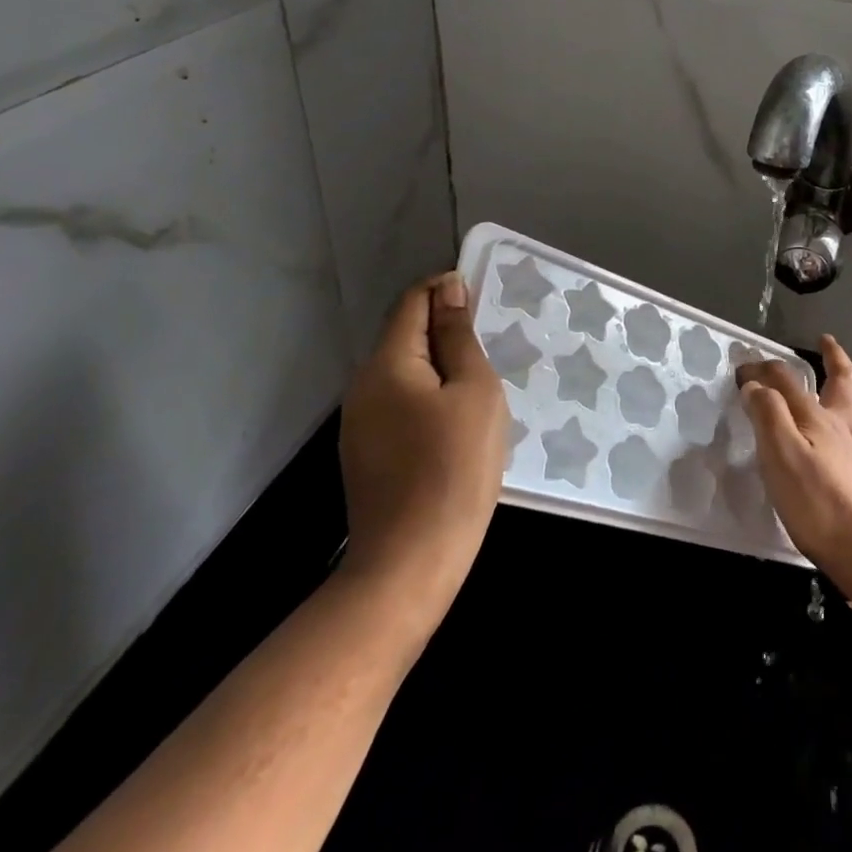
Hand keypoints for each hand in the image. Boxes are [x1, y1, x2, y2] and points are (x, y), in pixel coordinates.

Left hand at [338, 272, 507, 600]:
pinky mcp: (365, 453)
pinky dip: (428, 398)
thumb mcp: (474, 392)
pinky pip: (399, 405)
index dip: (446, 290)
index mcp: (387, 363)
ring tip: (481, 388)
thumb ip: (459, 337)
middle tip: (492, 350)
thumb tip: (449, 290)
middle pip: (405, 337)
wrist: (410, 562)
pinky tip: (456, 425)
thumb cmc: (454, 467)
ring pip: (404, 374)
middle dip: (446, 332)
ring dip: (440, 369)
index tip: (483, 301)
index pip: (413, 302)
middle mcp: (363, 386)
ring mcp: (359, 423)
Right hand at [738, 335, 851, 598]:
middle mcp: (845, 430)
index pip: (788, 382)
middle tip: (828, 341)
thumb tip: (756, 383)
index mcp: (818, 420)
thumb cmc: (814, 501)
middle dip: (834, 359)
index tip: (742, 369)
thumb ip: (767, 413)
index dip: (765, 371)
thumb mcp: (778, 453)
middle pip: (843, 385)